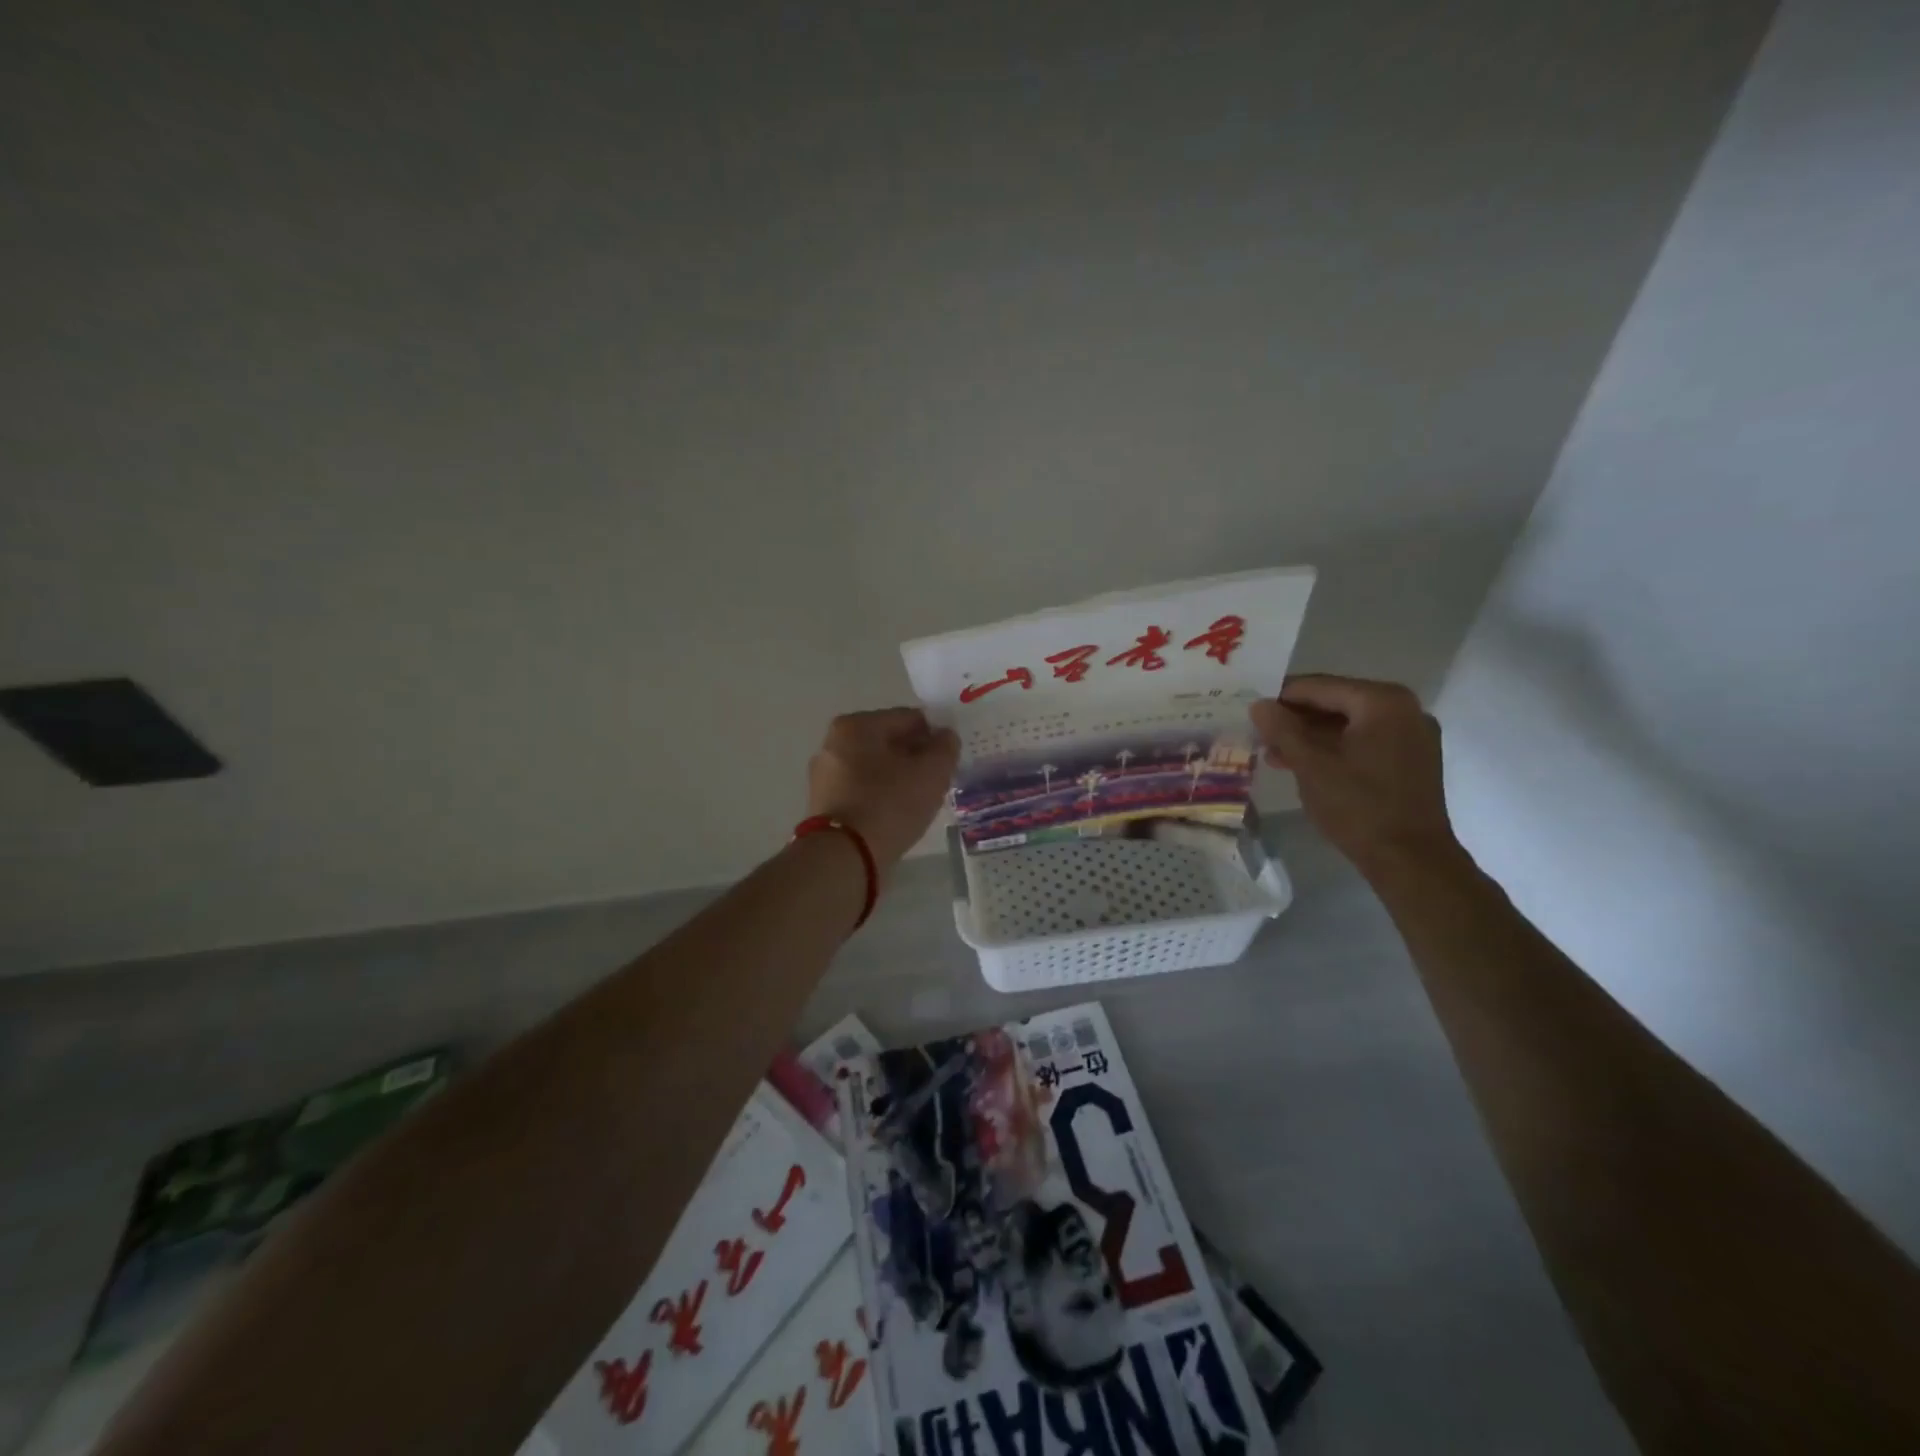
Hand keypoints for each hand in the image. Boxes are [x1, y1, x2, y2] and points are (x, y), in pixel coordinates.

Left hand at [807, 708, 960, 869]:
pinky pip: (863, 790)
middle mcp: (834, 743)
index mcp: (856, 725)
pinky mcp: (825, 804)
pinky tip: (898, 814)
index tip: (950, 758)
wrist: (843, 857)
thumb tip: (946, 736)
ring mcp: (825, 775)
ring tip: (920, 800)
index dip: (935, 735)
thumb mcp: (931, 773)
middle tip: (938, 780)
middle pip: (889, 742)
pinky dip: (882, 796)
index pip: (908, 718)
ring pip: (875, 768)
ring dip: (899, 778)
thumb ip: (945, 748)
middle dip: (915, 757)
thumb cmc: (889, 805)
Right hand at [1249, 675, 1466, 883]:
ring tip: (1275, 754)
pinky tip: (1306, 766)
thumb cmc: (1358, 806)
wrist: (1411, 860)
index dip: (1280, 697)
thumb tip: (1259, 704)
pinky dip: (1335, 749)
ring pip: (1349, 724)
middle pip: (1336, 702)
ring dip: (1312, 736)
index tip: (1250, 711)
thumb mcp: (1310, 765)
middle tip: (1260, 735)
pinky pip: (1365, 741)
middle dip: (1296, 719)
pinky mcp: (1412, 760)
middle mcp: (1404, 709)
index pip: (1319, 686)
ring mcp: (1412, 735)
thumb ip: (1282, 729)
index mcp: (1382, 701)